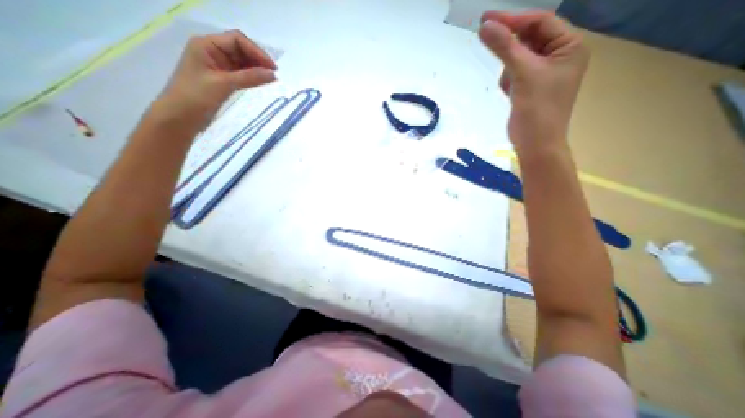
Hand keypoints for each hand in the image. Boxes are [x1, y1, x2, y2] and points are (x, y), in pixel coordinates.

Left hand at [150, 29, 276, 128]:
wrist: (180, 117)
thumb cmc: (196, 97)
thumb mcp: (224, 84)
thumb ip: (250, 78)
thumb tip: (273, 74)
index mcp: (207, 45)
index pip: (237, 40)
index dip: (257, 52)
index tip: (274, 69)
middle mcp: (212, 51)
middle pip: (240, 49)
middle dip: (258, 60)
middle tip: (274, 76)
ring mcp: (217, 66)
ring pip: (242, 62)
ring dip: (256, 69)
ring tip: (270, 80)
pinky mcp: (221, 79)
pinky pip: (240, 74)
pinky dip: (251, 77)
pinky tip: (260, 84)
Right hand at [481, 13, 591, 156]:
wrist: (535, 144)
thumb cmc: (537, 109)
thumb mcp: (523, 74)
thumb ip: (504, 48)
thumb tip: (485, 26)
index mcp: (569, 47)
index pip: (540, 23)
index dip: (513, 19)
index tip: (486, 20)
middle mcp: (560, 56)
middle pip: (529, 40)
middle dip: (510, 47)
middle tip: (486, 40)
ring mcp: (544, 74)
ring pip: (519, 59)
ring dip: (509, 69)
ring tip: (511, 87)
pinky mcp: (531, 88)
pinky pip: (515, 75)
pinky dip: (508, 81)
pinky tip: (510, 94)